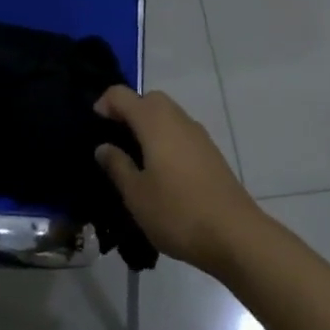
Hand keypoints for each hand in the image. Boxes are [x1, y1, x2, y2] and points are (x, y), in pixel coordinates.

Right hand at [93, 87, 259, 273]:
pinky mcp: (210, 151)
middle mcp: (177, 118)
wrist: (235, 234)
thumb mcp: (136, 195)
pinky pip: (180, 132)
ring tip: (136, 159)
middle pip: (148, 99)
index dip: (104, 105)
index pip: (122, 95)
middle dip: (129, 112)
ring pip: (167, 114)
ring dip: (149, 126)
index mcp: (154, 122)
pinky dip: (166, 139)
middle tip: (115, 141)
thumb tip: (103, 146)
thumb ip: (117, 166)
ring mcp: (198, 134)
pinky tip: (162, 172)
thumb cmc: (178, 212)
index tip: (95, 129)